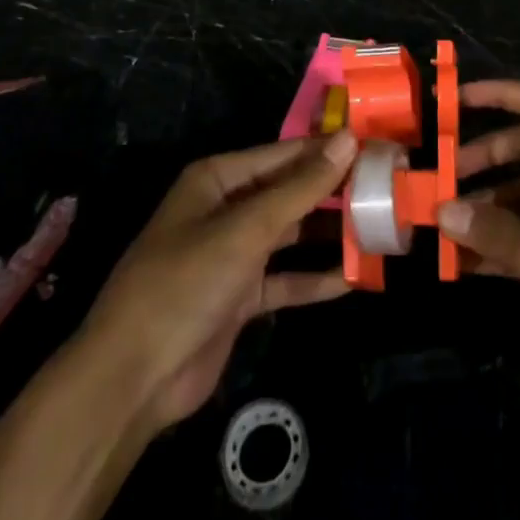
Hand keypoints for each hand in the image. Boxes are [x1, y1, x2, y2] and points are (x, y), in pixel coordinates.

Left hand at [81, 131, 357, 436]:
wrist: (132, 379)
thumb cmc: (186, 283)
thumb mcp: (247, 229)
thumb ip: (301, 187)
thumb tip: (349, 140)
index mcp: (218, 179)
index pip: (285, 153)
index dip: (329, 150)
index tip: (377, 147)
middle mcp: (226, 208)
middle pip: (290, 191)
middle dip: (334, 192)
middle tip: (387, 188)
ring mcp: (233, 254)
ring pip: (291, 234)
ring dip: (329, 234)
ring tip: (381, 228)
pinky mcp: (240, 297)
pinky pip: (286, 280)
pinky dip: (315, 279)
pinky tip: (355, 278)